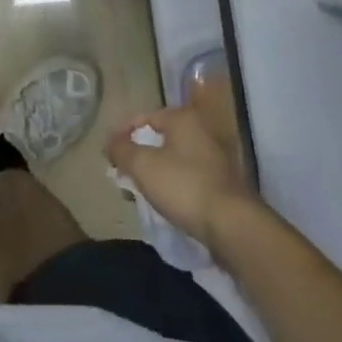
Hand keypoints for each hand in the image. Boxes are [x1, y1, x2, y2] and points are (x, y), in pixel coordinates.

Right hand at [107, 100, 259, 255]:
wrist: (231, 223)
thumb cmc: (183, 186)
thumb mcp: (143, 166)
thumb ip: (122, 149)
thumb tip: (110, 141)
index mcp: (183, 118)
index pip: (144, 117)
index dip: (123, 133)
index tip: (110, 155)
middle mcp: (201, 130)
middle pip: (160, 138)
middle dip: (139, 155)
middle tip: (123, 174)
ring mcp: (215, 156)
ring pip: (174, 158)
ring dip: (154, 172)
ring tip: (139, 192)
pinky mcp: (221, 181)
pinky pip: (187, 176)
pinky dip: (172, 184)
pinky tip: (164, 202)